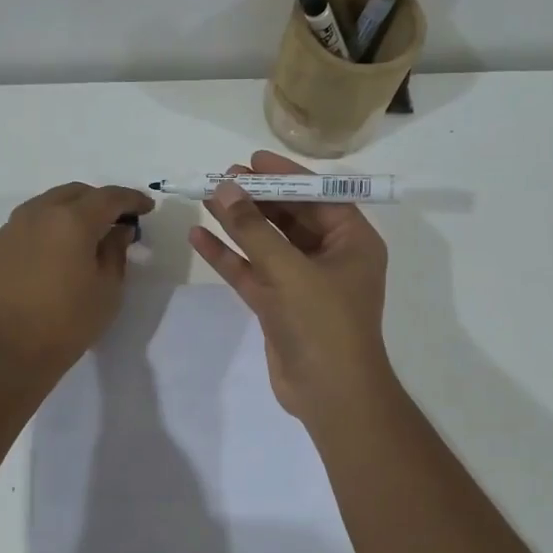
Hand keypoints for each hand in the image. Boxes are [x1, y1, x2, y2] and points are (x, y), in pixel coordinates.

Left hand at [0, 182, 153, 379]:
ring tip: (82, 236)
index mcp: (72, 220)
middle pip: (74, 193)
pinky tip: (51, 255)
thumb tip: (118, 231)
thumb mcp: (107, 291)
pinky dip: (45, 230)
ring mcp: (10, 229)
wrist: (3, 353)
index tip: (146, 208)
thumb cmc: (66, 324)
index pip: (109, 197)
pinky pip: (25, 226)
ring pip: (46, 205)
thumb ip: (116, 252)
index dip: (132, 199)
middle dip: (99, 201)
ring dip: (69, 212)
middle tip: (115, 221)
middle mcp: (38, 214)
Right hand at [188, 150, 392, 422]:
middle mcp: (330, 257)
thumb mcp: (289, 269)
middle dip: (257, 197)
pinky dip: (229, 256)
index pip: (319, 196)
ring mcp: (302, 282)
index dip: (286, 176)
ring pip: (267, 244)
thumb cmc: (323, 322)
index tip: (252, 159)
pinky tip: (200, 237)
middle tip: (222, 176)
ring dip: (238, 223)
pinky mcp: (279, 305)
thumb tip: (225, 187)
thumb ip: (254, 228)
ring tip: (206, 197)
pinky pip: (252, 272)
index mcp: (352, 242)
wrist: (329, 393)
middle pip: (290, 217)